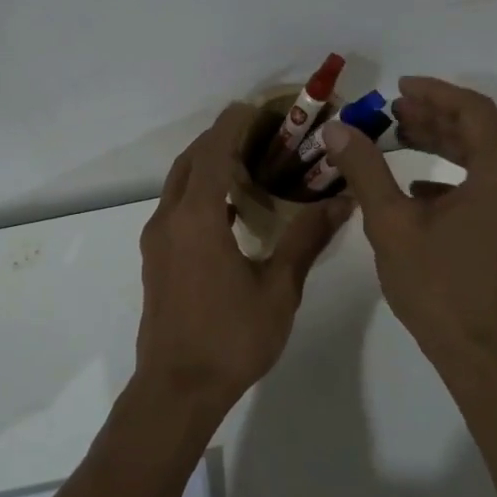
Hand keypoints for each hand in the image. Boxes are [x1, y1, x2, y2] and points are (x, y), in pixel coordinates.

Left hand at [137, 103, 350, 415]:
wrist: (177, 390)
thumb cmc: (231, 338)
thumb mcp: (279, 289)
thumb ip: (306, 239)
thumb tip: (341, 200)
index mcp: (197, 218)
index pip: (213, 151)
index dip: (233, 124)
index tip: (256, 106)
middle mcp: (169, 219)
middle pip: (190, 161)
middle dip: (219, 139)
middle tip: (259, 132)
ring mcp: (157, 240)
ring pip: (178, 183)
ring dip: (207, 165)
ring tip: (248, 163)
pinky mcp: (155, 259)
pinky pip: (176, 206)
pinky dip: (199, 192)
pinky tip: (229, 208)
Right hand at [322, 77, 496, 375]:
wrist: (482, 356)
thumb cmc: (438, 287)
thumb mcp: (392, 223)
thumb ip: (366, 170)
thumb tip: (337, 129)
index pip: (473, 111)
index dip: (434, 92)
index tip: (397, 88)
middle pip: (480, 132)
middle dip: (434, 117)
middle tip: (390, 112)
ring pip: (483, 160)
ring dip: (442, 145)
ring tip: (397, 137)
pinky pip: (486, 188)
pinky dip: (452, 177)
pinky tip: (415, 188)